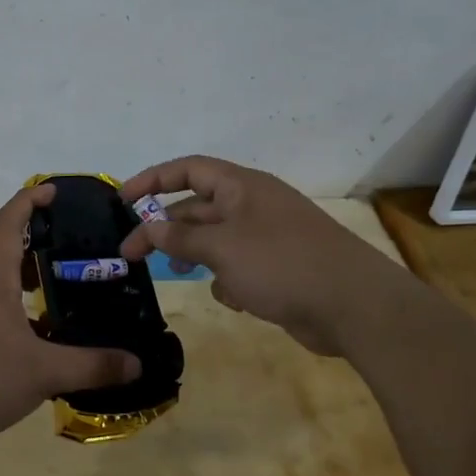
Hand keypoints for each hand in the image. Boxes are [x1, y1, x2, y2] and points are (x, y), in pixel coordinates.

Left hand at [0, 184, 139, 460]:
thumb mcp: (41, 372)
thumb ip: (90, 367)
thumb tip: (137, 363)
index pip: (8, 225)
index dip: (28, 201)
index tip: (53, 190)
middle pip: (8, 257)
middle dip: (40, 248)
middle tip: (78, 251)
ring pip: (4, 294)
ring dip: (33, 289)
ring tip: (71, 298)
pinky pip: (0, 325)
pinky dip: (24, 324)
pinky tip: (47, 348)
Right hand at [116, 155, 402, 355]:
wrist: (354, 305)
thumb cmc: (282, 264)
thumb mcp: (222, 248)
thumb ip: (181, 239)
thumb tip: (151, 229)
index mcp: (241, 187)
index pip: (188, 169)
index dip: (152, 179)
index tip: (121, 200)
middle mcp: (253, 206)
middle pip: (196, 207)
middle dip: (166, 228)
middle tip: (132, 254)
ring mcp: (267, 237)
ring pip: (216, 240)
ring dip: (196, 255)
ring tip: (180, 273)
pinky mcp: (278, 269)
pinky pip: (238, 266)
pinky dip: (229, 280)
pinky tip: (234, 298)